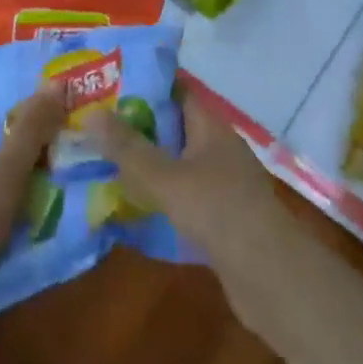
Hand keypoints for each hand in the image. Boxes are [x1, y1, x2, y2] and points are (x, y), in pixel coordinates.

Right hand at [96, 87, 310, 337]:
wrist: (270, 276)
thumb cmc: (218, 211)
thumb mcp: (166, 178)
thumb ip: (129, 149)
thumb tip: (92, 115)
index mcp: (210, 125)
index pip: (175, 91)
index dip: (143, 86)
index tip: (108, 89)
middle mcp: (218, 146)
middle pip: (173, 127)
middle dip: (137, 129)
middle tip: (95, 130)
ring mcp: (223, 182)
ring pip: (177, 163)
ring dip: (147, 166)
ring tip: (104, 167)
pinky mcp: (222, 216)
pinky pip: (184, 195)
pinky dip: (161, 197)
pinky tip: (133, 209)